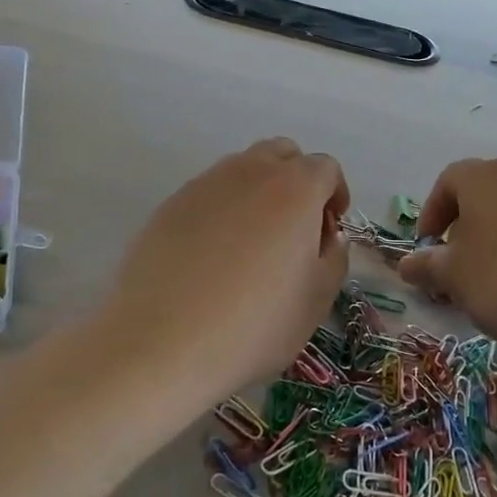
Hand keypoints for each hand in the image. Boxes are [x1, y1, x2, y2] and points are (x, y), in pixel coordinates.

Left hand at [95, 139, 349, 402]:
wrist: (161, 342)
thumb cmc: (254, 324)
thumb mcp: (316, 299)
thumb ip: (334, 256)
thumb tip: (326, 236)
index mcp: (294, 188)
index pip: (326, 168)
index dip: (335, 195)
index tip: (330, 230)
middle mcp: (250, 171)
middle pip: (283, 154)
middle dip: (298, 181)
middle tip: (296, 228)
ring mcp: (205, 183)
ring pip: (244, 168)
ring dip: (260, 191)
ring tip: (254, 242)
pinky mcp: (171, 203)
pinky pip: (210, 192)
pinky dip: (223, 208)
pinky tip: (214, 254)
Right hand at [397, 159, 496, 358]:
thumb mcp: (453, 277)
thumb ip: (425, 267)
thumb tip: (406, 264)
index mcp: (482, 178)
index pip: (446, 181)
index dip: (430, 214)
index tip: (427, 249)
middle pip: (480, 196)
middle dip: (461, 231)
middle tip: (456, 268)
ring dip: (493, 244)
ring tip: (491, 285)